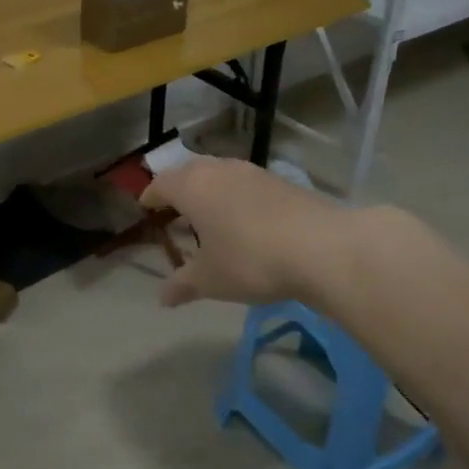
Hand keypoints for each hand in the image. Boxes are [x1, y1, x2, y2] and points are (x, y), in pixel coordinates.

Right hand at [141, 157, 358, 308]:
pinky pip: (245, 183)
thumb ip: (183, 284)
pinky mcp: (281, 182)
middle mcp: (219, 170)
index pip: (162, 183)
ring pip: (220, 174)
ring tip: (208, 214)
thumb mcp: (211, 279)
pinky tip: (243, 220)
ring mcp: (253, 173)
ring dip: (209, 190)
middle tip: (174, 209)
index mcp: (192, 187)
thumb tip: (163, 298)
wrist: (322, 248)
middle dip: (179, 188)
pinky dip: (235, 196)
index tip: (146, 206)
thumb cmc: (250, 260)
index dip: (151, 195)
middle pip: (190, 171)